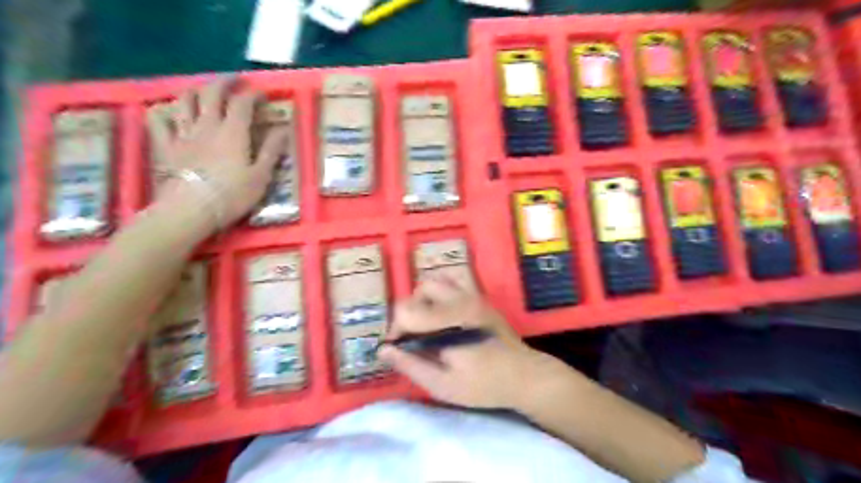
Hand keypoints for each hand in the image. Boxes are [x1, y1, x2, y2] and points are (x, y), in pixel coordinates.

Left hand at [147, 77, 288, 230]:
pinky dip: (163, 111)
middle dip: (223, 83)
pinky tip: (169, 111)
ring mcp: (183, 134)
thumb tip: (283, 130)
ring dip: (195, 91)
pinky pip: (158, 121)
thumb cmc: (232, 195)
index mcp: (233, 132)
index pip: (243, 103)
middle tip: (233, 81)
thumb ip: (272, 151)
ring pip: (184, 101)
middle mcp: (207, 125)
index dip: (253, 95)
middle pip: (211, 93)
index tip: (262, 95)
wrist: (191, 210)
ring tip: (203, 92)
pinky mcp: (165, 146)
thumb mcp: (261, 176)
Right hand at [378, 277, 566, 409]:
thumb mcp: (443, 385)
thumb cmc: (483, 385)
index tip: (399, 348)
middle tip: (413, 336)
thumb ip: (411, 365)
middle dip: (409, 311)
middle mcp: (459, 301)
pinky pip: (454, 281)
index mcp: (448, 322)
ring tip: (427, 323)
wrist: (524, 376)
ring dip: (424, 299)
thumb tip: (383, 350)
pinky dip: (441, 291)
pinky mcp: (480, 297)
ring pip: (436, 281)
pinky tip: (443, 313)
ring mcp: (472, 296)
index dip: (395, 329)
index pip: (406, 310)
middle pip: (420, 290)